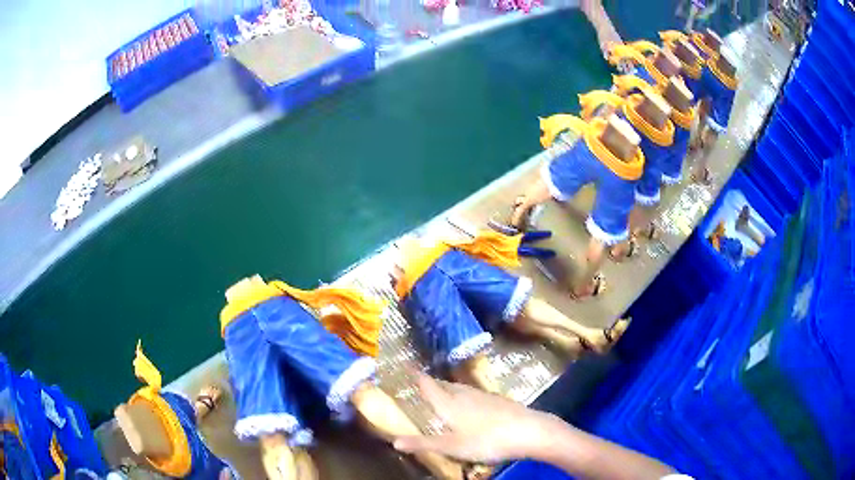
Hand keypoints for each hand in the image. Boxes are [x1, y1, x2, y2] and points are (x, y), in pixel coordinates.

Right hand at [392, 374, 554, 463]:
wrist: (528, 431)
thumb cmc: (485, 440)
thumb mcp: (451, 446)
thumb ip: (423, 443)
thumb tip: (394, 441)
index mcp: (449, 403)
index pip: (428, 385)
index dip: (416, 376)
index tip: (406, 367)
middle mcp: (464, 394)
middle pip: (443, 386)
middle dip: (431, 385)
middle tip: (421, 386)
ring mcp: (483, 395)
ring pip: (459, 389)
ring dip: (448, 390)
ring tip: (442, 396)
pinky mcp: (498, 400)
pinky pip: (473, 395)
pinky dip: (464, 397)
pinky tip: (470, 408)